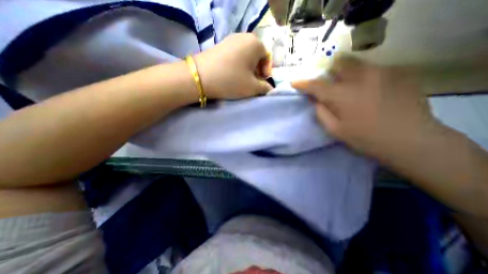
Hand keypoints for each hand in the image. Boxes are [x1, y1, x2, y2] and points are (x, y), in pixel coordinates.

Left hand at [194, 33, 272, 98]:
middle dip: (256, 70)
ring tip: (241, 80)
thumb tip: (269, 88)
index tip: (261, 82)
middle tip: (252, 82)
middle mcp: (244, 37)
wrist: (201, 77)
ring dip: (247, 68)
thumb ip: (265, 87)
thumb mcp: (252, 87)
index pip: (267, 57)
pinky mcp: (220, 45)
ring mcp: (230, 39)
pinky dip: (237, 65)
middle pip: (256, 55)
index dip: (266, 71)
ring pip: (245, 55)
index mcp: (255, 43)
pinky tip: (231, 74)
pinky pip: (234, 55)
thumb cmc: (232, 80)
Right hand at [291, 56, 436, 156]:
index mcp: (341, 95)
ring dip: (347, 72)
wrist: (412, 141)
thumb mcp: (335, 130)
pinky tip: (370, 91)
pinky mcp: (399, 74)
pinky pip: (374, 70)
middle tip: (328, 82)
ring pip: (357, 63)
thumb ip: (321, 112)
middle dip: (329, 70)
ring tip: (349, 87)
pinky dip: (365, 77)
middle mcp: (360, 78)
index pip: (315, 85)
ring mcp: (382, 73)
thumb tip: (316, 100)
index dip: (302, 83)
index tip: (294, 82)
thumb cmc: (365, 138)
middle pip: (339, 62)